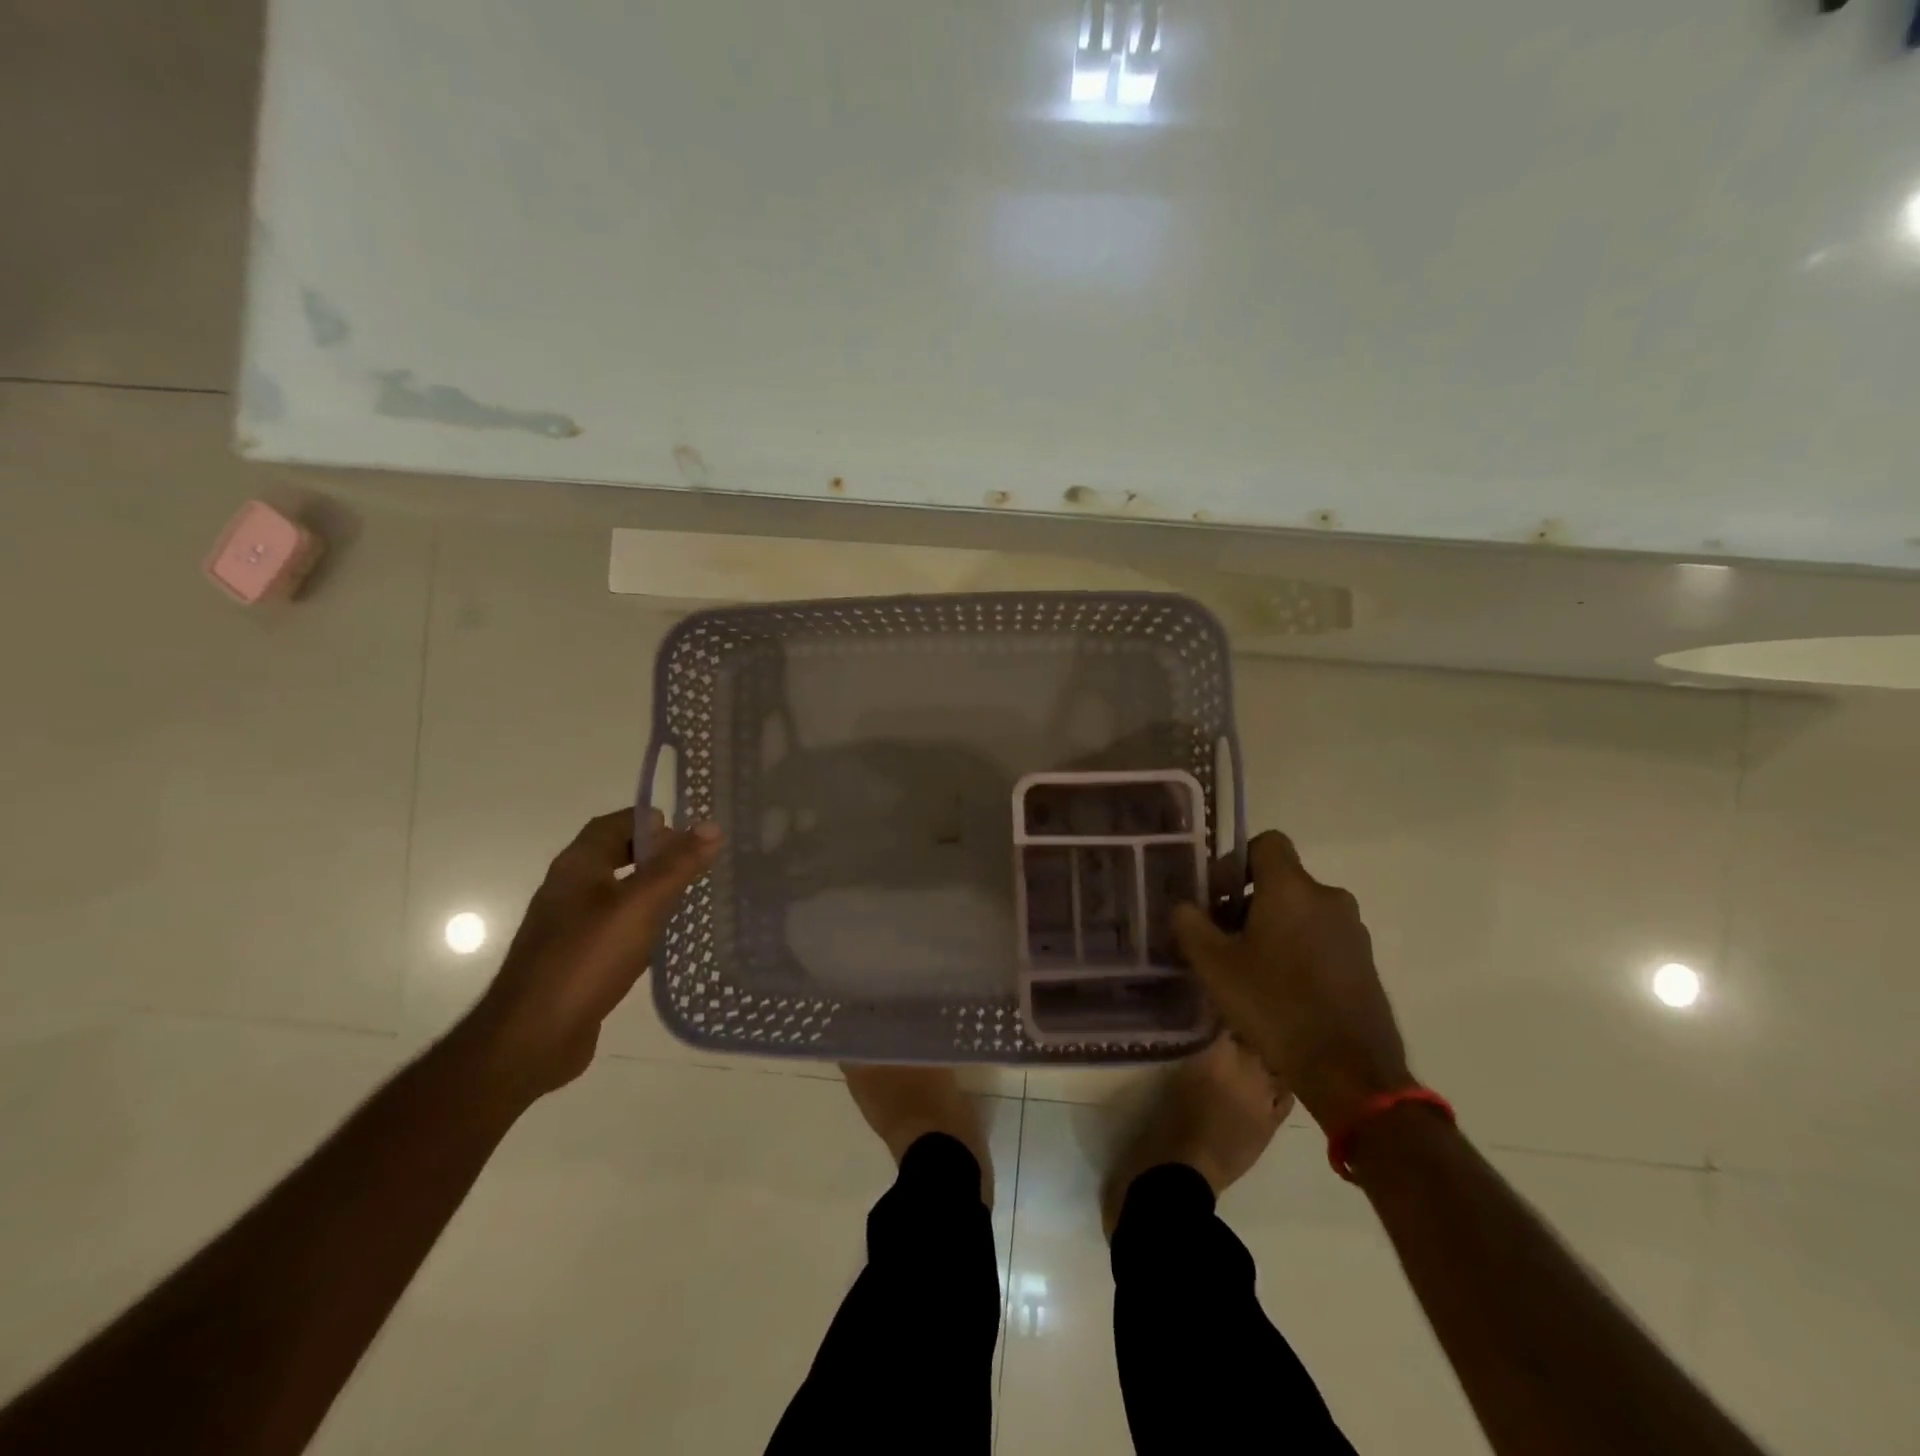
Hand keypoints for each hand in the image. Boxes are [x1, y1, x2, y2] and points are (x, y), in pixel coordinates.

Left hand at [454, 809, 721, 1105]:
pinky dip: (639, 923)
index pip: (612, 824)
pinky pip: (612, 928)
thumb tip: (711, 826)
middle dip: (653, 854)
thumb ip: (676, 866)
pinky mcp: (574, 961)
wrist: (531, 1038)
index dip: (648, 821)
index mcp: (577, 867)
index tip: (689, 832)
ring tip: (689, 896)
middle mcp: (568, 890)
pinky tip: (662, 941)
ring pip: (614, 894)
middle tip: (695, 862)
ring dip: (648, 889)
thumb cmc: (585, 960)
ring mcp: (567, 928)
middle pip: (613, 856)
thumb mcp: (640, 906)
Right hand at [1173, 831, 1410, 1129]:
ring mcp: (1352, 930)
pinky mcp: (1364, 961)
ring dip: (1273, 928)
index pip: (1266, 842)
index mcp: (1292, 888)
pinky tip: (1280, 990)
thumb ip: (1191, 925)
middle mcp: (1328, 897)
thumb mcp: (1215, 966)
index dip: (1236, 861)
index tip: (1218, 896)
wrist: (1350, 1071)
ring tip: (1249, 970)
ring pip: (1300, 911)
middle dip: (1248, 902)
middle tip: (1223, 940)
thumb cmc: (1275, 1006)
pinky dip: (1298, 950)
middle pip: (1280, 880)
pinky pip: (1321, 938)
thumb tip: (1184, 906)